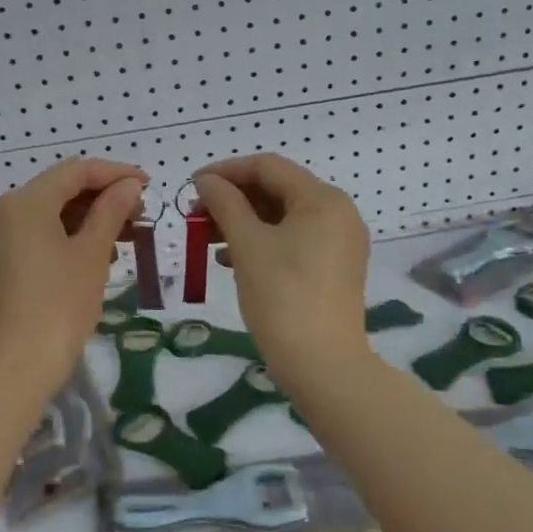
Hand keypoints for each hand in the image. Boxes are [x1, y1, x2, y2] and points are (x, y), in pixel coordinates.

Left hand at [0, 158, 147, 390]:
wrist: (13, 371)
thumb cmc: (59, 307)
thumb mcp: (92, 255)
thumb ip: (111, 211)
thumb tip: (129, 185)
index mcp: (23, 202)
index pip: (75, 171)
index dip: (115, 174)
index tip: (147, 185)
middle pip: (57, 191)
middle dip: (100, 199)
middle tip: (138, 215)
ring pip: (44, 215)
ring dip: (83, 220)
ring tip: (122, 239)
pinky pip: (29, 237)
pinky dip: (60, 238)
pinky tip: (90, 256)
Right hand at [192, 155, 371, 376]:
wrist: (323, 364)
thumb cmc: (282, 296)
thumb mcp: (247, 244)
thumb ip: (225, 203)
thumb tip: (206, 180)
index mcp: (322, 199)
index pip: (268, 167)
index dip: (226, 171)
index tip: (192, 185)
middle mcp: (338, 212)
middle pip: (277, 189)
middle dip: (233, 198)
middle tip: (196, 213)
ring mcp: (340, 241)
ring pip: (283, 216)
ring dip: (244, 220)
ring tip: (207, 237)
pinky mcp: (335, 266)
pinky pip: (294, 239)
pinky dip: (262, 241)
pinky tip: (231, 258)